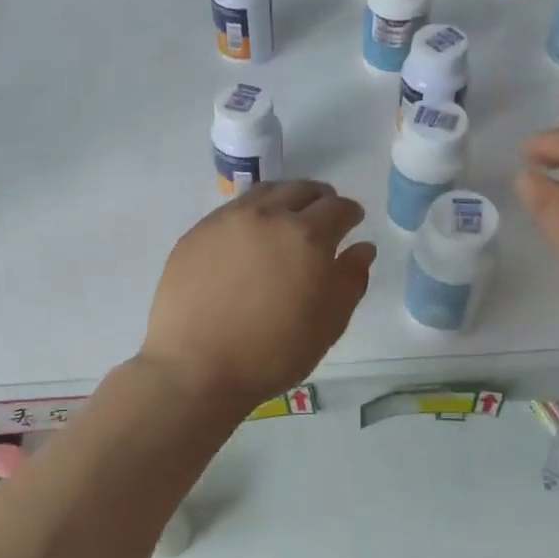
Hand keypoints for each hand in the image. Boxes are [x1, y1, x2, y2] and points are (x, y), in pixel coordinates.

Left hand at [137, 181, 375, 412]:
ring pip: (264, 192)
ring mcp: (226, 221)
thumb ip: (351, 280)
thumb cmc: (273, 353)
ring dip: (284, 198)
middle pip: (301, 190)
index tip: (352, 222)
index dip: (350, 213)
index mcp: (307, 237)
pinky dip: (251, 214)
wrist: (197, 368)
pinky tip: (248, 238)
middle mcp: (267, 216)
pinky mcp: (196, 233)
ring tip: (287, 218)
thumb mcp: (328, 324)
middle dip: (320, 199)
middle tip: (323, 216)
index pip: (338, 208)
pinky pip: (231, 210)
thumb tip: (362, 248)